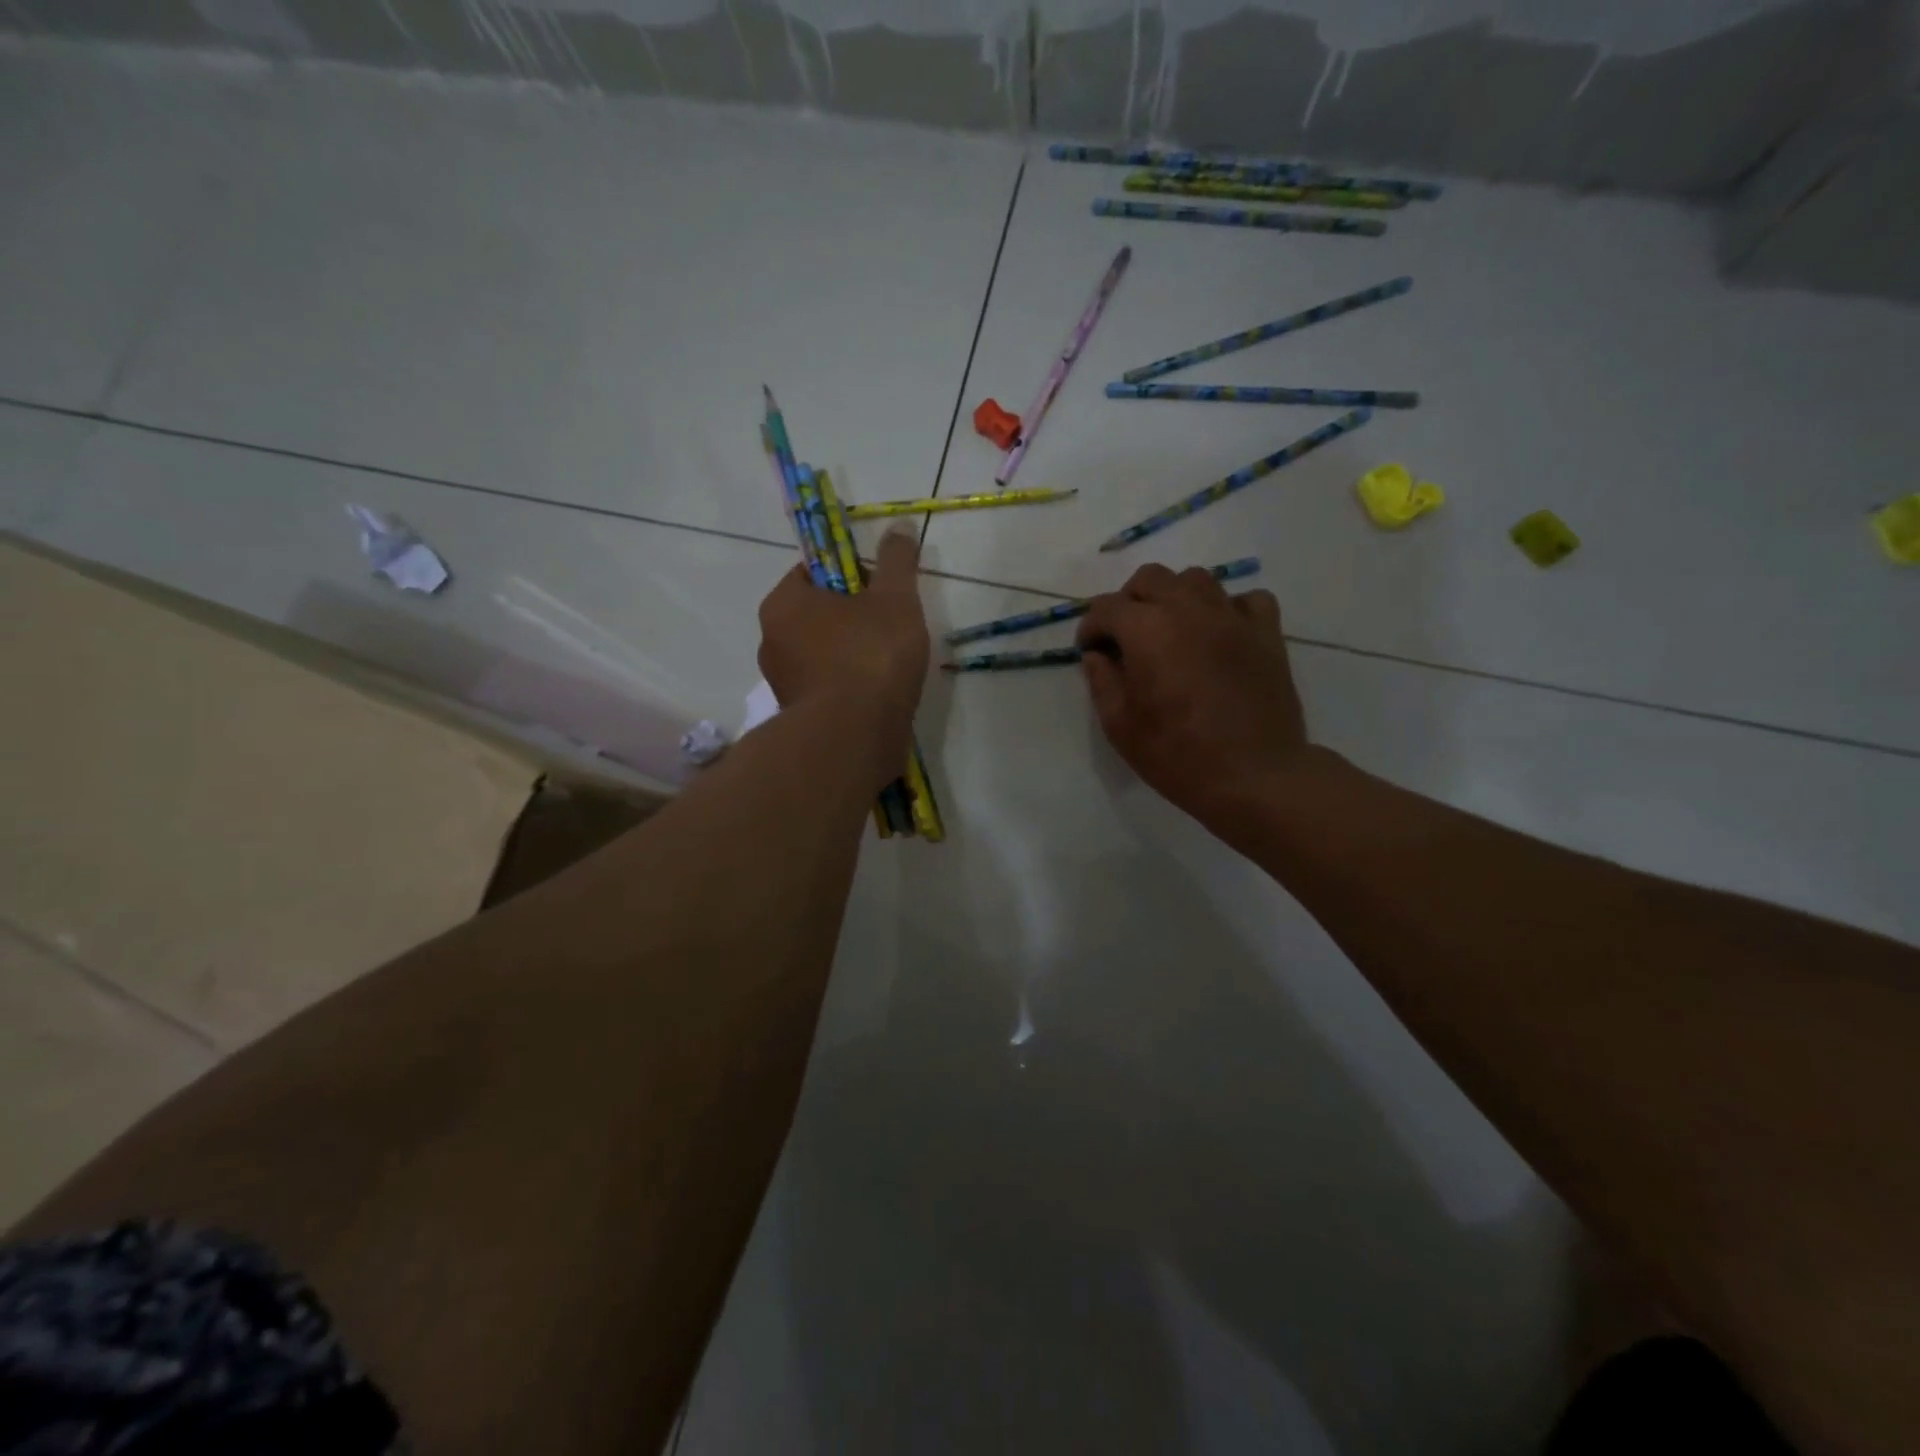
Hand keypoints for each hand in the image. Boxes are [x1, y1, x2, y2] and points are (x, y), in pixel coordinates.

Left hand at [758, 528, 929, 790]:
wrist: (854, 737)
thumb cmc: (870, 656)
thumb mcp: (894, 599)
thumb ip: (896, 562)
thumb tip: (898, 527)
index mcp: (783, 604)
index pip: (812, 572)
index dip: (850, 575)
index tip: (881, 590)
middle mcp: (771, 641)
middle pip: (817, 614)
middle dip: (853, 617)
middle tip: (892, 627)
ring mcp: (782, 684)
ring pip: (822, 654)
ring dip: (852, 654)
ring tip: (891, 665)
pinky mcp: (798, 718)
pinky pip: (827, 688)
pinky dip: (849, 687)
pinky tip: (878, 695)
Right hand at [1075, 564, 1313, 827]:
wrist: (1253, 776)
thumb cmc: (1178, 755)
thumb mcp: (1120, 726)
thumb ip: (1102, 681)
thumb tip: (1097, 655)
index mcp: (1147, 630)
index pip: (1106, 608)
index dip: (1090, 627)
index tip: (1090, 651)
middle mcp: (1189, 609)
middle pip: (1150, 578)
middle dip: (1129, 601)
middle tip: (1126, 637)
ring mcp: (1233, 617)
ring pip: (1197, 579)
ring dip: (1175, 597)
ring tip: (1172, 630)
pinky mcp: (1267, 633)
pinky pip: (1247, 600)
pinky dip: (1228, 609)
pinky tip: (1221, 634)